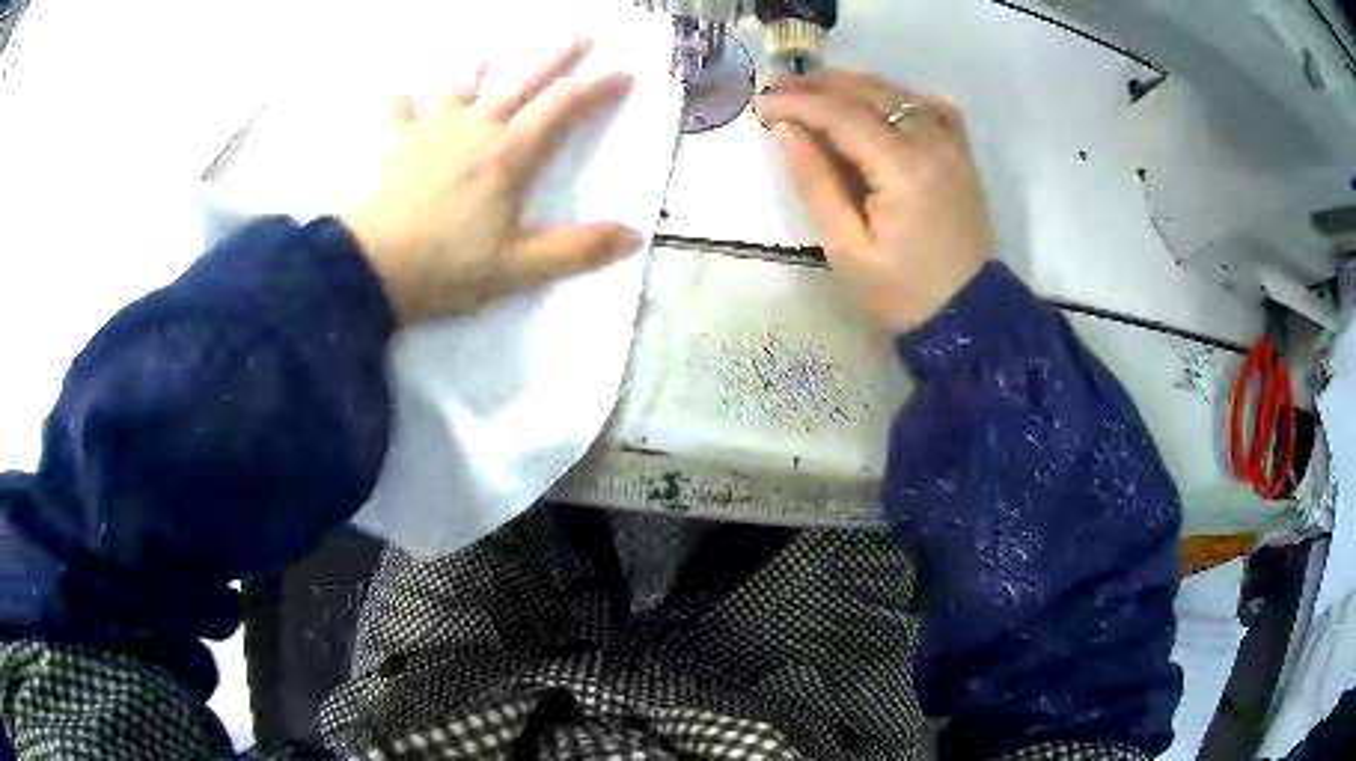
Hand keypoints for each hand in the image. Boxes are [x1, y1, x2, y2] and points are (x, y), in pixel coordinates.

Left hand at [344, 41, 640, 324]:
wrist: (366, 270)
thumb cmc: (443, 269)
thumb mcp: (517, 269)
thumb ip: (576, 250)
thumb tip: (634, 236)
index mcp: (509, 155)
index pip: (564, 107)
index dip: (598, 89)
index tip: (625, 75)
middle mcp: (475, 127)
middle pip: (524, 82)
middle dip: (558, 59)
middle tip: (583, 36)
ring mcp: (431, 129)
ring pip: (463, 85)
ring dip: (483, 69)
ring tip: (494, 56)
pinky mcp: (394, 141)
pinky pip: (399, 108)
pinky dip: (405, 100)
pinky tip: (406, 98)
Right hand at [755, 71, 993, 331]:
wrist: (968, 316)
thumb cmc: (902, 292)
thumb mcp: (846, 247)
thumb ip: (815, 182)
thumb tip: (785, 130)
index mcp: (903, 170)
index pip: (842, 114)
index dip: (797, 103)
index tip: (761, 104)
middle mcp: (932, 144)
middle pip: (869, 92)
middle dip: (818, 86)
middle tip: (777, 90)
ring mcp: (952, 146)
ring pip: (898, 92)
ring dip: (853, 85)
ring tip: (813, 91)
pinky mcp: (962, 154)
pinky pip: (931, 106)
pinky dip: (898, 95)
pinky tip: (877, 103)